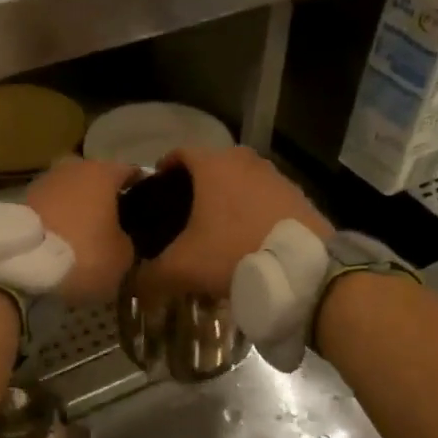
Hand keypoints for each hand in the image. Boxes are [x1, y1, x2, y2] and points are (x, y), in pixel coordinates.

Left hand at [25, 155, 138, 303]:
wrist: (21, 266)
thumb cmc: (83, 254)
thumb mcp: (123, 256)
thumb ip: (128, 239)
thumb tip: (120, 237)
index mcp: (103, 172)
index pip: (131, 172)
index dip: (142, 190)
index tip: (146, 211)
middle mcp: (72, 167)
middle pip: (96, 180)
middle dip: (104, 199)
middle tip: (113, 226)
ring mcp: (42, 181)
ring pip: (70, 193)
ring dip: (77, 209)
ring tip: (84, 236)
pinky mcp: (18, 201)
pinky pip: (49, 208)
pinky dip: (56, 220)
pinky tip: (60, 241)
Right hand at [138, 146, 329, 298]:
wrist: (302, 270)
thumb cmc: (232, 254)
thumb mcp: (182, 269)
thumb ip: (150, 274)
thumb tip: (135, 283)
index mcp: (212, 165)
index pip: (179, 154)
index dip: (163, 172)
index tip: (156, 193)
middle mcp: (244, 160)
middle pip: (211, 168)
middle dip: (196, 189)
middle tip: (184, 218)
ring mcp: (275, 176)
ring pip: (240, 182)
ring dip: (227, 200)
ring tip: (218, 232)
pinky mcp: (298, 196)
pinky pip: (265, 199)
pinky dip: (253, 212)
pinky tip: (248, 240)